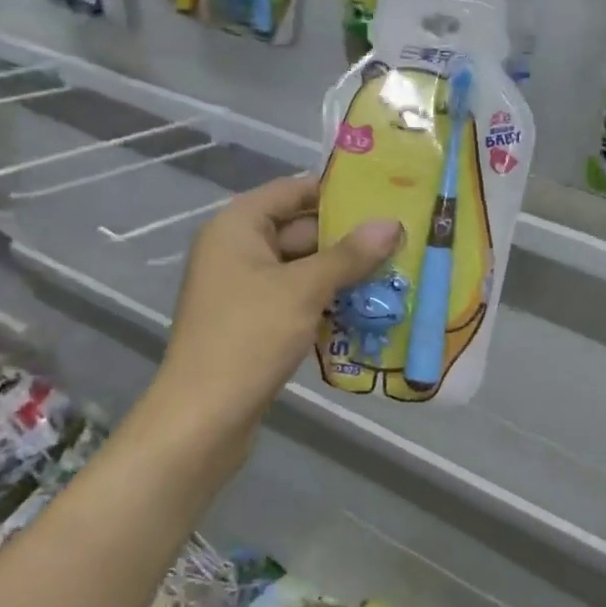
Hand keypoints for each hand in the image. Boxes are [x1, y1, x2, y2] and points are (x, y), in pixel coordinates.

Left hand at [159, 175, 399, 433]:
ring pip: (301, 268)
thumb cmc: (250, 337)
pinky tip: (367, 308)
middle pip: (299, 229)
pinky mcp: (253, 323)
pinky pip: (296, 299)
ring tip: (396, 271)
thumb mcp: (305, 290)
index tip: (383, 194)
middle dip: (348, 237)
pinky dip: (326, 301)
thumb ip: (349, 255)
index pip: (292, 190)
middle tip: (401, 238)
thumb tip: (391, 223)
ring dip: (342, 273)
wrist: (204, 416)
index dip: (335, 191)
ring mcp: (243, 289)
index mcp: (237, 227)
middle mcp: (236, 250)